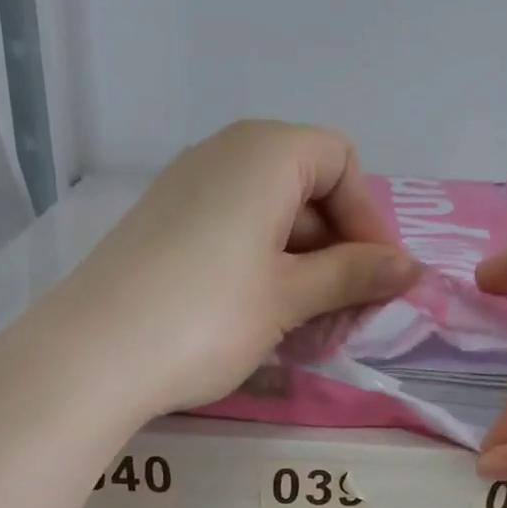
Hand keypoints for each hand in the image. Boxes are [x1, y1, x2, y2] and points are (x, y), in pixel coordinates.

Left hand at [38, 120, 421, 416]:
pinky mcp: (163, 230)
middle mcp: (224, 155)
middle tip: (346, 321)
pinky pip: (232, 239)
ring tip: (309, 334)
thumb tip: (410, 268)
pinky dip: (261, 275)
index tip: (378, 282)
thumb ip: (351, 276)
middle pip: (306, 192)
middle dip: (338, 256)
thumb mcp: (288, 297)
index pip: (341, 163)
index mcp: (265, 152)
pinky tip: (262, 324)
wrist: (95, 355)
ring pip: (269, 222)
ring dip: (303, 274)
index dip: (369, 221)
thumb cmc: (208, 318)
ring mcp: (187, 192)